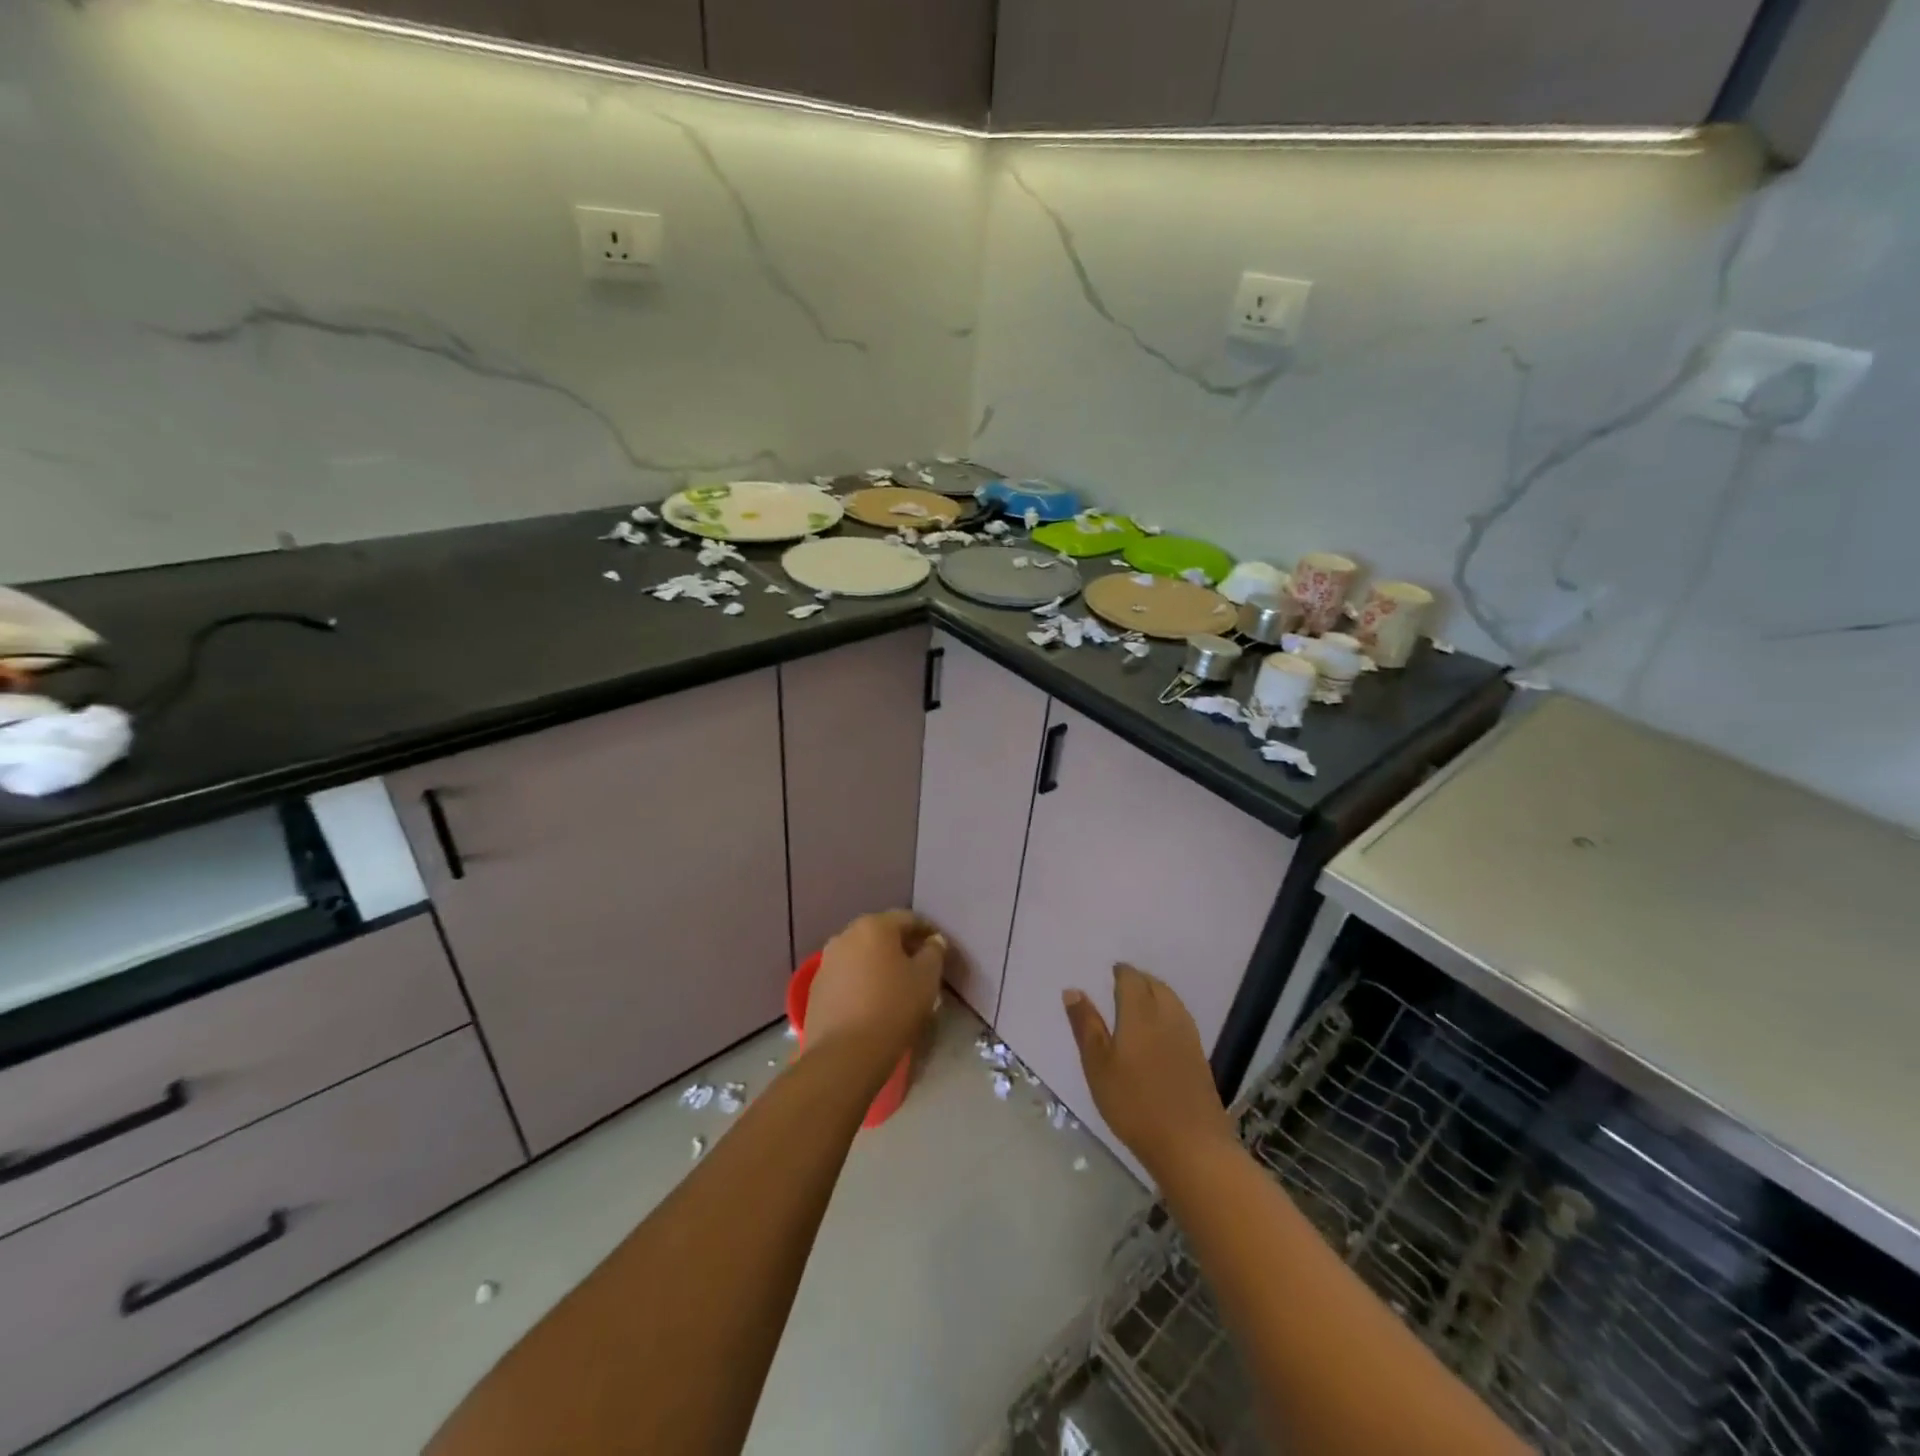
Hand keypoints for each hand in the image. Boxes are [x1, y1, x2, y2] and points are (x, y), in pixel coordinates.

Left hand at [807, 911, 945, 1076]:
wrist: (844, 1054)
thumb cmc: (893, 1008)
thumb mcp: (927, 978)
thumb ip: (934, 953)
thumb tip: (933, 941)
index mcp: (874, 926)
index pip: (908, 919)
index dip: (927, 931)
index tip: (939, 948)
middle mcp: (845, 935)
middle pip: (881, 934)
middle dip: (901, 946)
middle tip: (919, 966)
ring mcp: (826, 962)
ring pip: (860, 955)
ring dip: (878, 964)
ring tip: (895, 986)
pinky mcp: (815, 988)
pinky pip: (846, 977)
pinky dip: (861, 982)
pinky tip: (871, 1002)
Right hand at [1064, 965, 1233, 1178]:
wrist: (1191, 1146)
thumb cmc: (1134, 1103)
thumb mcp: (1098, 1065)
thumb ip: (1086, 1025)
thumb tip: (1073, 990)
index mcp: (1140, 1012)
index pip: (1132, 979)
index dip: (1121, 973)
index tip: (1110, 973)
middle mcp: (1168, 1016)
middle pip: (1155, 985)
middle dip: (1139, 980)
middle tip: (1121, 986)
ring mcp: (1188, 1037)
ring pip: (1171, 1001)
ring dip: (1155, 994)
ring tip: (1139, 1005)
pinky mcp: (1199, 1057)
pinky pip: (1180, 1019)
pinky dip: (1167, 1013)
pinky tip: (1158, 1033)